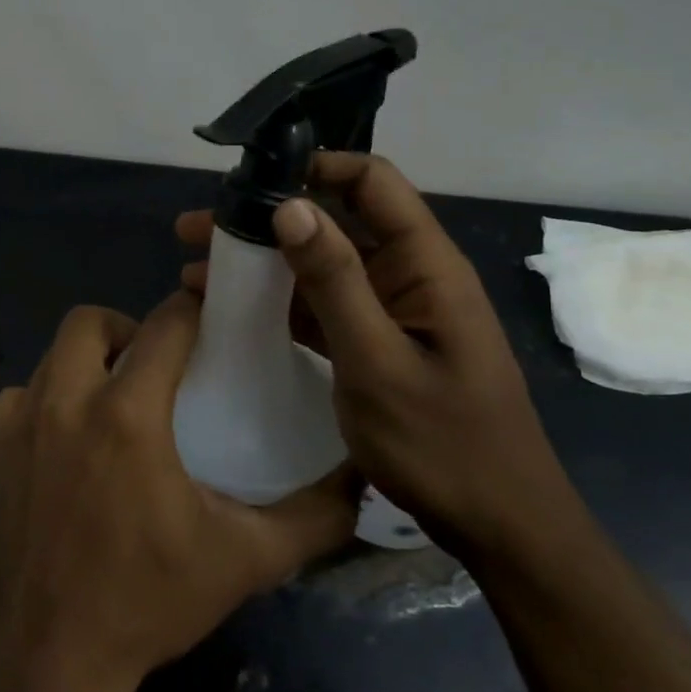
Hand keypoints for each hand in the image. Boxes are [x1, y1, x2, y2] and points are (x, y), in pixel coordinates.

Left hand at [0, 292, 357, 691]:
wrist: (49, 661)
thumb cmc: (148, 604)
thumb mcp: (243, 561)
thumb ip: (311, 518)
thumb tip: (360, 478)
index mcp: (127, 415)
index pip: (164, 326)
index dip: (191, 310)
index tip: (209, 318)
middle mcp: (65, 401)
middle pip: (89, 320)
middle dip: (127, 328)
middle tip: (155, 366)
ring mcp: (19, 423)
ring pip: (53, 354)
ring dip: (87, 362)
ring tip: (115, 401)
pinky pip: (21, 394)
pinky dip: (48, 398)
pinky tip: (70, 440)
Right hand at [176, 154, 571, 562]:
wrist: (496, 525)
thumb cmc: (443, 444)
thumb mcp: (378, 362)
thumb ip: (334, 282)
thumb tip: (290, 206)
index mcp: (425, 263)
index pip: (372, 181)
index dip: (315, 166)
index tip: (250, 178)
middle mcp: (407, 273)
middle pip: (334, 220)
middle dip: (267, 217)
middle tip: (198, 227)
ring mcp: (390, 309)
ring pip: (320, 263)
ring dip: (262, 260)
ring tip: (194, 264)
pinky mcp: (373, 341)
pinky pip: (320, 304)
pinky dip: (276, 300)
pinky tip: (227, 308)